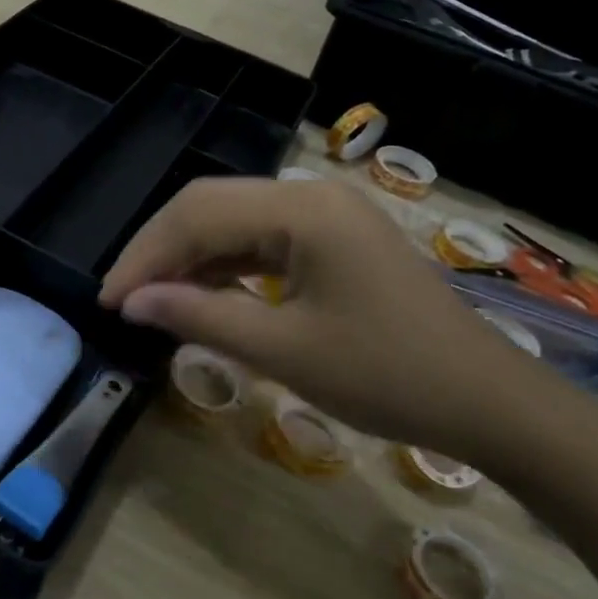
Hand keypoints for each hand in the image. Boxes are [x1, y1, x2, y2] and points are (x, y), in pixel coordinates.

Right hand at [99, 177, 542, 458]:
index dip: (145, 256)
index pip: (197, 216)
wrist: (489, 403)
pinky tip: (200, 293)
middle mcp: (310, 195)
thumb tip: (131, 302)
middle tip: (122, 298)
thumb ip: (200, 316)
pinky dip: (223, 266)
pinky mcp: (332, 239)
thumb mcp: (284, 350)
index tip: (108, 301)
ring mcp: (325, 214)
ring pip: (232, 221)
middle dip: (160, 250)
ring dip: (188, 258)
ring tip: (151, 300)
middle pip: (210, 206)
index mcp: (302, 209)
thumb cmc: (388, 377)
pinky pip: (260, 240)